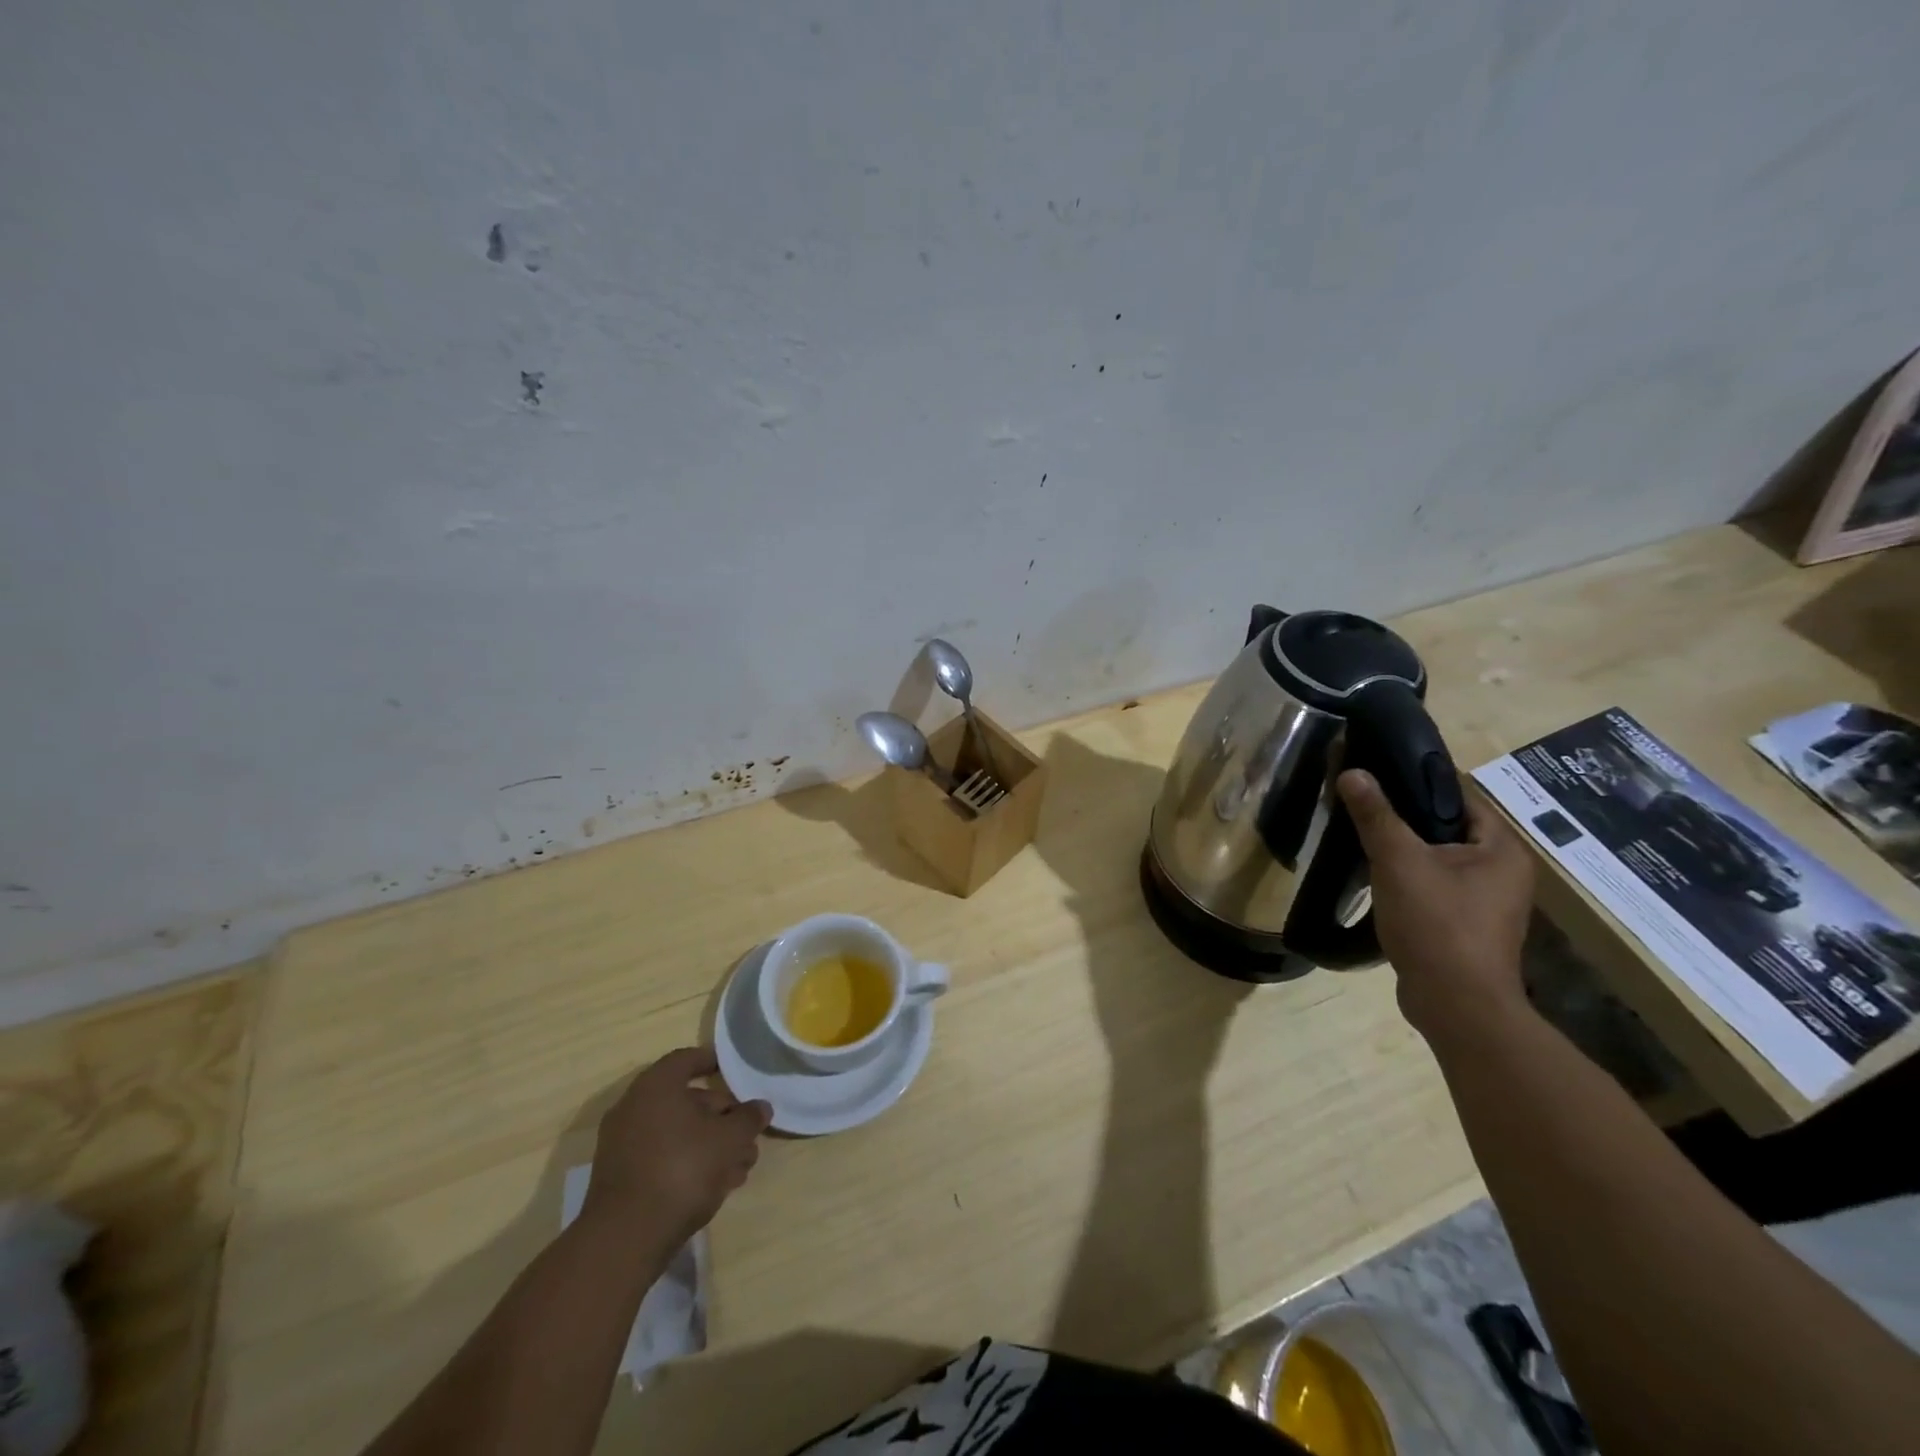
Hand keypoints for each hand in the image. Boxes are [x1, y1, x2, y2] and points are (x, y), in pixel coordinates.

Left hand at [582, 1048, 771, 1245]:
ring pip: (677, 1133)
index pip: (686, 1059)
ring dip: (711, 1144)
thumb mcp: (729, 1139)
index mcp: (655, 1086)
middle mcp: (634, 1108)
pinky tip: (717, 1185)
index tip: (733, 1071)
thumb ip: (748, 1118)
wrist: (625, 1239)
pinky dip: (689, 1162)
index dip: (712, 1062)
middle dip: (722, 1116)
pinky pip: (662, 1157)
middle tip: (748, 1133)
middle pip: (686, 1101)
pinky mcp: (621, 1179)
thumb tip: (760, 1108)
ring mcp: (623, 1145)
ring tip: (741, 1167)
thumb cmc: (682, 1169)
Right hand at [1338, 769, 1535, 1044]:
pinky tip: (1376, 880)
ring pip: (1438, 861)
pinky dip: (1407, 880)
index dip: (1418, 783)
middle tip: (1362, 807)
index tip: (1377, 776)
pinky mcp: (1465, 927)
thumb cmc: (1437, 923)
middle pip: (1447, 829)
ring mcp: (1487, 904)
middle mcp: (1503, 873)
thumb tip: (1353, 772)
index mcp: (1502, 850)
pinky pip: (1434, 888)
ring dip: (1404, 852)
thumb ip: (1377, 815)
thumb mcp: (1399, 861)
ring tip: (1362, 839)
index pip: (1460, 797)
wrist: (1455, 1004)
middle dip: (1405, 819)